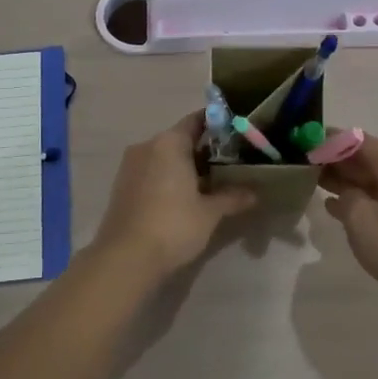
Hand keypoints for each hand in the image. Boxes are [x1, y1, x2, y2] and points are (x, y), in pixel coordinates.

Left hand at [94, 115, 255, 278]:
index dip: (218, 125)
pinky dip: (168, 177)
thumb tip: (255, 193)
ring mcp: (130, 165)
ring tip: (210, 183)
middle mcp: (147, 146)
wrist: (126, 258)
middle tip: (230, 164)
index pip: (197, 120)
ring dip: (185, 166)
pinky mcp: (122, 185)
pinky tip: (184, 197)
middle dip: (204, 150)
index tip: (237, 135)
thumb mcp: (209, 212)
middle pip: (180, 138)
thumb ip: (232, 197)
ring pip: (164, 156)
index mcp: (169, 142)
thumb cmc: (173, 225)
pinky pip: (151, 171)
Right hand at [319, 135, 377, 310]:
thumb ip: (345, 196)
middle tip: (305, 166)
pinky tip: (337, 209)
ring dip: (347, 183)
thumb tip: (345, 193)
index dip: (331, 141)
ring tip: (315, 185)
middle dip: (337, 162)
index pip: (359, 141)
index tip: (306, 145)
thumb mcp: (360, 218)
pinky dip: (361, 201)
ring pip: (374, 182)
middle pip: (368, 160)